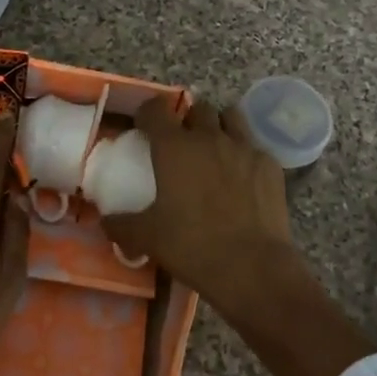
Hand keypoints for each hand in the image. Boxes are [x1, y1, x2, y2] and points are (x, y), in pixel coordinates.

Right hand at [101, 97, 294, 316]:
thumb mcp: (147, 238)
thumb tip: (106, 220)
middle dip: (187, 120)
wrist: (252, 266)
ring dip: (218, 126)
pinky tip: (242, 176)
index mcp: (174, 147)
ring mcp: (244, 147)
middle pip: (197, 109)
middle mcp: (209, 137)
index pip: (155, 109)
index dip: (147, 113)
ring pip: (230, 117)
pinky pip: (253, 145)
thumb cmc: (192, 246)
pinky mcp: (269, 164)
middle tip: (182, 144)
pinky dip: (243, 153)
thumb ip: (122, 224)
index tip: (144, 127)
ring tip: (214, 149)